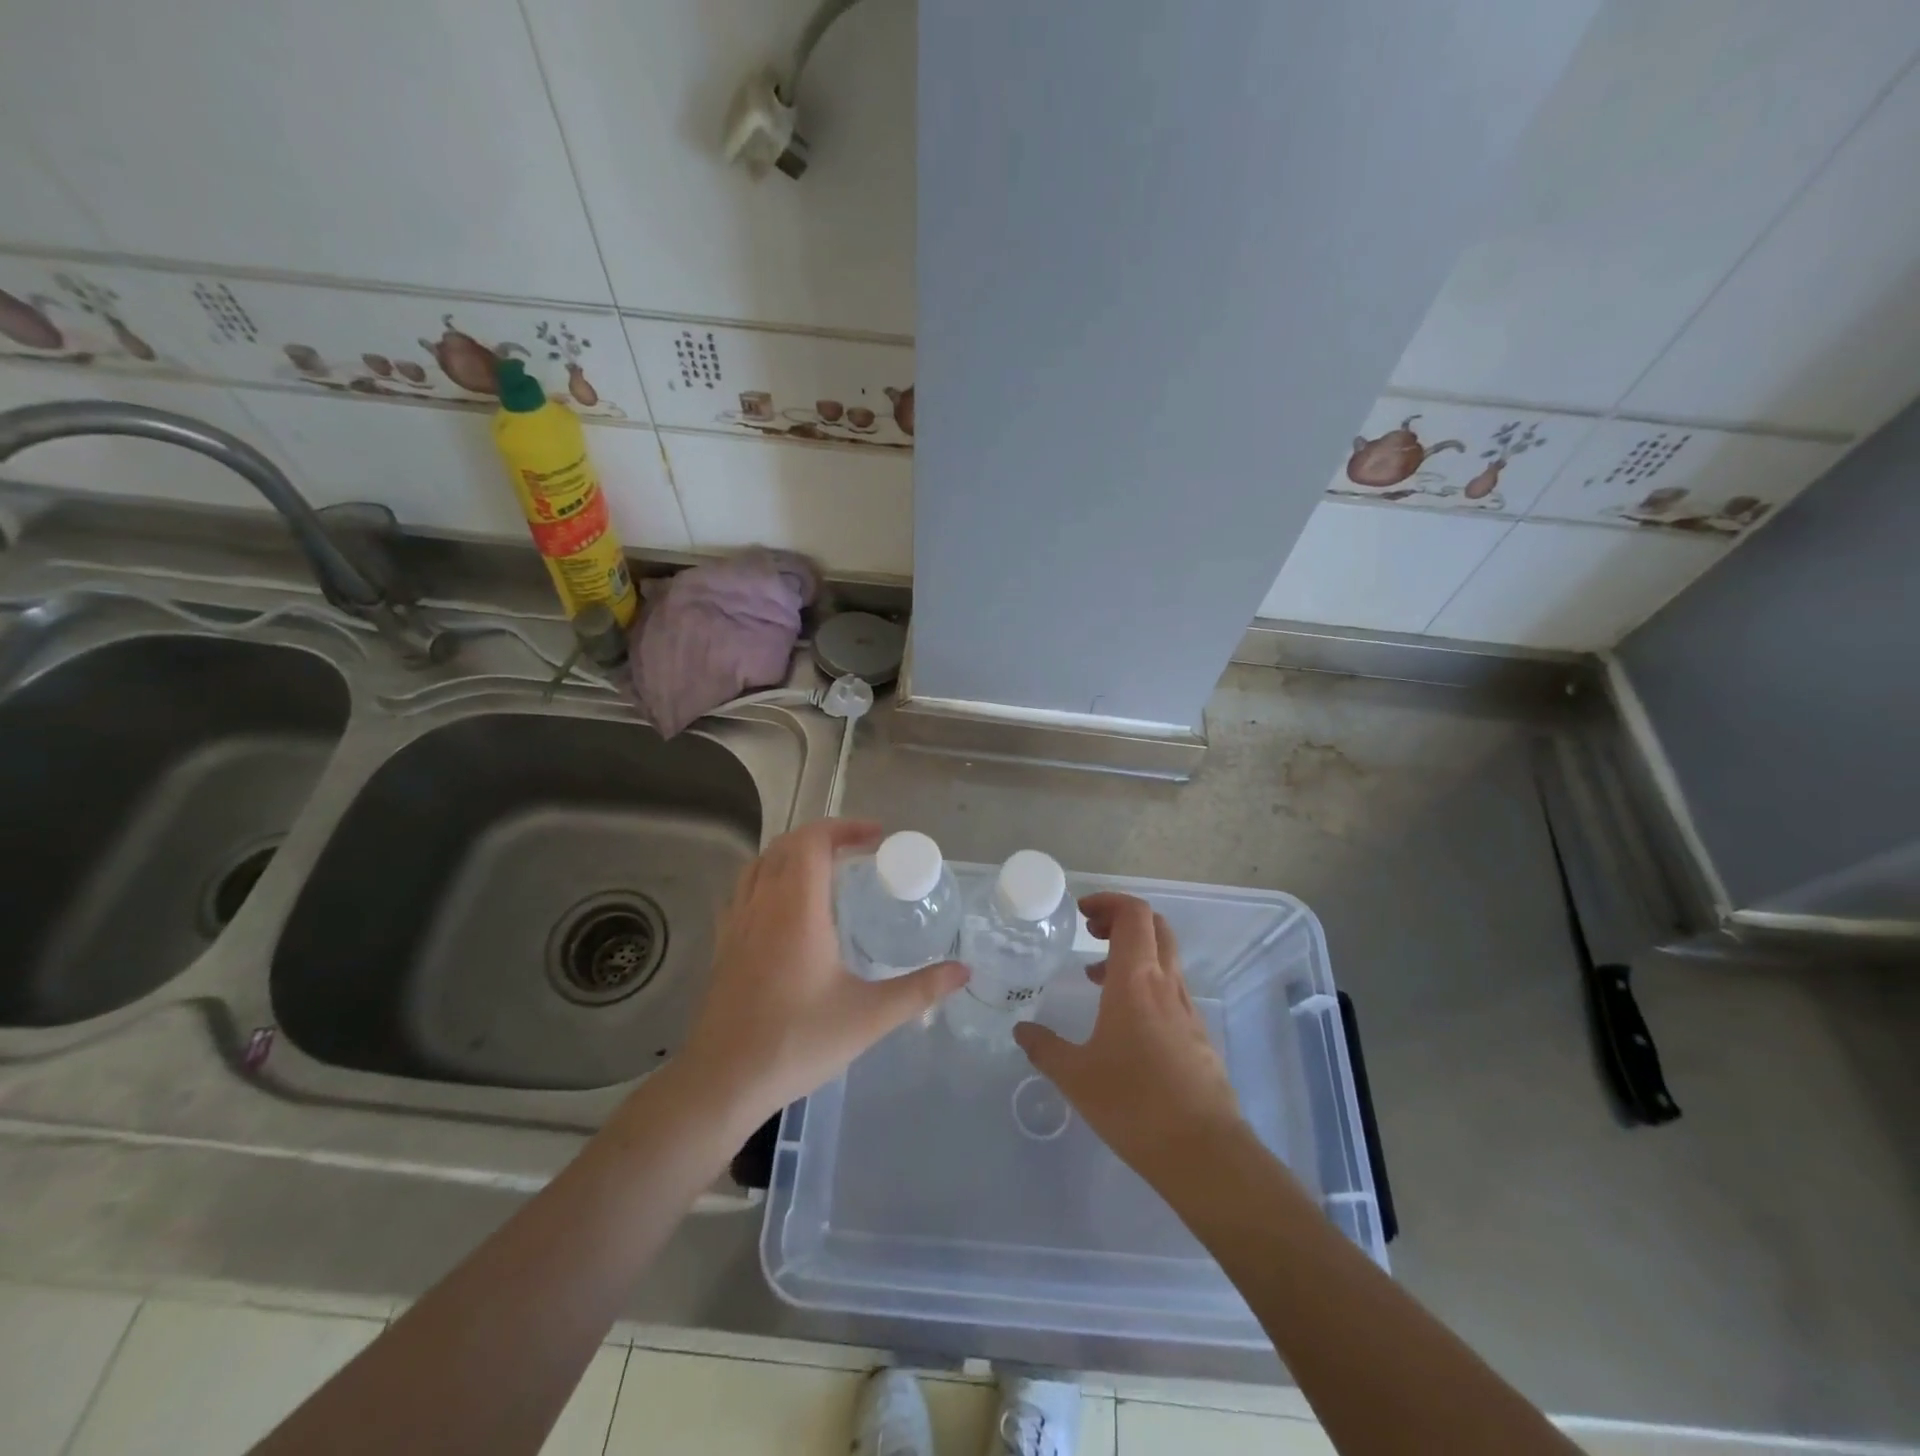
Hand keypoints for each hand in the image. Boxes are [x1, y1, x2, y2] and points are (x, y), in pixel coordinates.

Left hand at [678, 818, 967, 1127]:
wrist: (723, 1081)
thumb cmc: (797, 1042)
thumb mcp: (869, 1017)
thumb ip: (920, 990)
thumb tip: (963, 971)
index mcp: (797, 908)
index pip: (813, 841)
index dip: (844, 827)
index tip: (877, 837)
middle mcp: (763, 903)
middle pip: (787, 844)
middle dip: (824, 836)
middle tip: (860, 851)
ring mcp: (736, 922)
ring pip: (761, 863)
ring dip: (794, 854)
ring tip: (826, 870)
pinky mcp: (722, 944)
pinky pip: (744, 889)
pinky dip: (769, 877)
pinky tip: (786, 906)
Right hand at [1014, 892, 1244, 1182]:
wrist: (1204, 1152)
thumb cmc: (1134, 1104)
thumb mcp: (1075, 1076)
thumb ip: (1045, 1048)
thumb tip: (1021, 1030)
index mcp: (1136, 980)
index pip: (1134, 914)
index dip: (1109, 901)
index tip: (1082, 913)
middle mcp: (1166, 984)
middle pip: (1155, 926)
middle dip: (1121, 919)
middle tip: (1091, 933)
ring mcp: (1187, 1008)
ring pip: (1165, 957)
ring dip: (1133, 952)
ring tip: (1096, 978)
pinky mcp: (1197, 1034)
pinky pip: (1170, 988)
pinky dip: (1145, 983)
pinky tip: (1123, 1021)